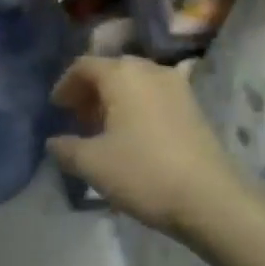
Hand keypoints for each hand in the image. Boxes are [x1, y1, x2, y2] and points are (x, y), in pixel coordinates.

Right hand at [46, 55, 243, 234]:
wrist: (211, 199)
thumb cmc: (144, 173)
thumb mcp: (93, 164)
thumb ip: (66, 149)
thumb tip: (54, 142)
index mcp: (122, 75)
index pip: (84, 66)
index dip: (65, 85)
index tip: (56, 108)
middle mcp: (150, 70)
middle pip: (112, 70)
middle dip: (91, 91)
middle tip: (77, 118)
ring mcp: (177, 87)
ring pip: (135, 83)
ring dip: (115, 100)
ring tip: (104, 129)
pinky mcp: (194, 107)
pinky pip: (155, 96)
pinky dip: (138, 107)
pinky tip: (134, 135)